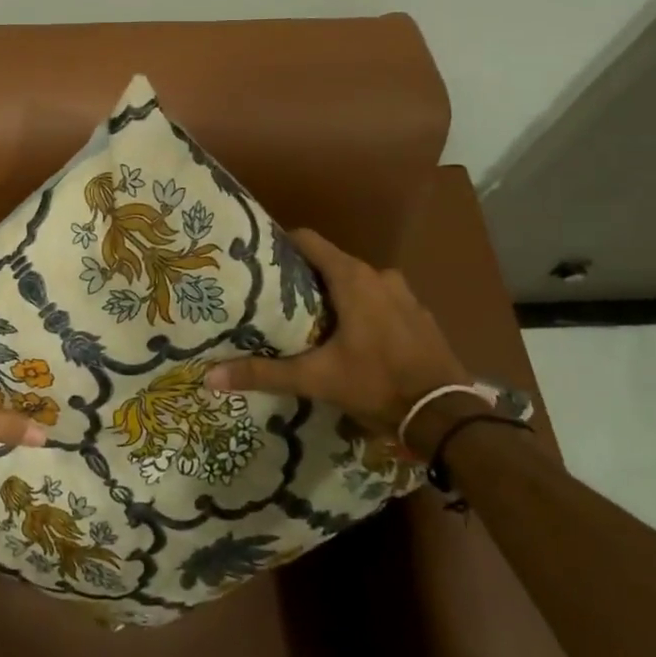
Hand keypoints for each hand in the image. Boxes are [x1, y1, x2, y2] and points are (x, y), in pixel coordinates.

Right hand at [205, 228, 470, 442]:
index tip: (258, 258)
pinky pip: (382, 300)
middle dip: (304, 276)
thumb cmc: (377, 384)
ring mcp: (405, 295)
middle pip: (331, 262)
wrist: (446, 415)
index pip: (308, 240)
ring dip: (336, 294)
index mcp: (353, 279)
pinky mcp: (420, 316)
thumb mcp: (316, 379)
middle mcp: (380, 276)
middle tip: (276, 296)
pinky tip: (352, 337)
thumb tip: (209, 376)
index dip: (281, 244)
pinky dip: (364, 309)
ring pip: (358, 282)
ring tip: (310, 318)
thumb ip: (264, 373)